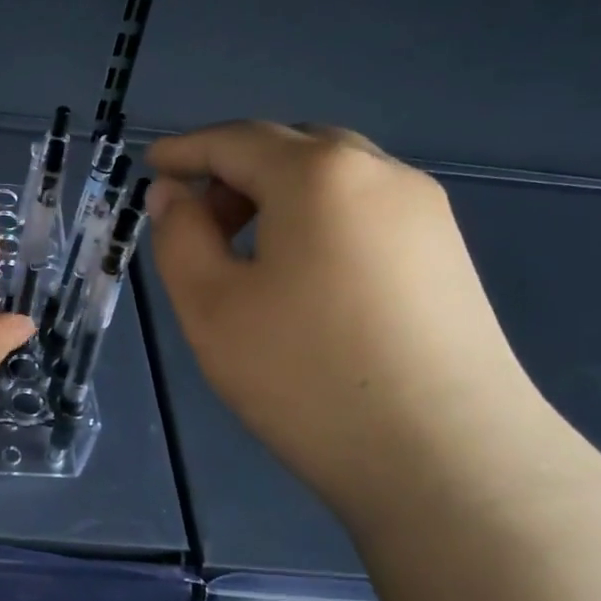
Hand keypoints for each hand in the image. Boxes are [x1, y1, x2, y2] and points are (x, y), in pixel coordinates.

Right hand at [147, 121, 550, 528]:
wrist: (449, 461)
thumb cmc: (306, 374)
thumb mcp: (210, 305)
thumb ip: (179, 236)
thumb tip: (174, 194)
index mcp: (318, 174)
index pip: (235, 140)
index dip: (185, 150)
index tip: (151, 166)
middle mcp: (380, 173)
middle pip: (290, 147)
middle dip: (233, 171)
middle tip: (196, 221)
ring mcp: (425, 213)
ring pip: (332, 177)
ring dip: (277, 195)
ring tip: (245, 253)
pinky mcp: (447, 254)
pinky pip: (364, 209)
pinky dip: (317, 218)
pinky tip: (302, 275)